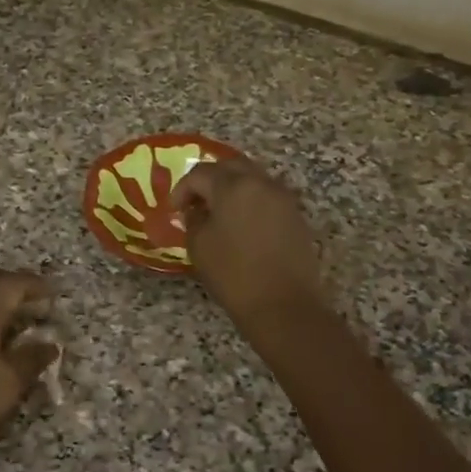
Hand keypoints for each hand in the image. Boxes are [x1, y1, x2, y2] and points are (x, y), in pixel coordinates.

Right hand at [175, 157, 323, 325]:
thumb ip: (194, 220)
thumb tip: (197, 210)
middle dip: (210, 179)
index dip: (183, 189)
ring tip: (219, 213)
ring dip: (233, 188)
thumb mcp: (199, 246)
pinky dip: (251, 202)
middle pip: (231, 166)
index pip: (200, 173)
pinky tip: (242, 225)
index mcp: (233, 186)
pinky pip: (268, 196)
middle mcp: (261, 183)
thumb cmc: (234, 275)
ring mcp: (283, 198)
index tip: (174, 210)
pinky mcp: (296, 216)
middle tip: (196, 201)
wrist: (283, 305)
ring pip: (253, 178)